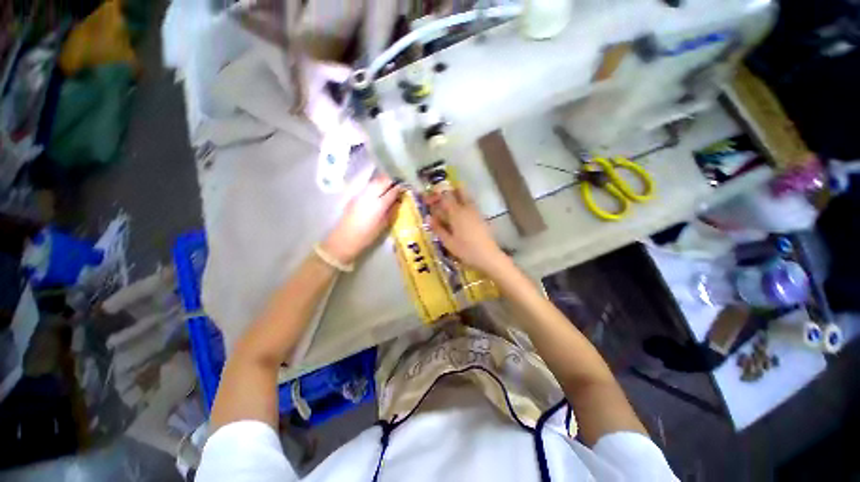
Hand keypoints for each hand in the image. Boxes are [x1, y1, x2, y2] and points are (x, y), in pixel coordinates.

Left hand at [323, 176, 401, 264]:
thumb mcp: (384, 225)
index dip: (400, 187)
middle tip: (398, 183)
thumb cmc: (367, 236)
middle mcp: (370, 196)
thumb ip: (392, 211)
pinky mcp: (354, 196)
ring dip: (383, 181)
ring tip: (389, 185)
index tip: (405, 187)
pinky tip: (378, 190)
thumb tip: (398, 201)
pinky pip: (368, 186)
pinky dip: (375, 185)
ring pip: (374, 181)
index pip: (392, 191)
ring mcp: (361, 194)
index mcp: (379, 205)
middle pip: (383, 181)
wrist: (345, 239)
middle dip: (391, 180)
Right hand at [425, 188, 507, 273]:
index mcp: (456, 213)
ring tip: (449, 207)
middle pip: (459, 191)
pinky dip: (464, 204)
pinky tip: (460, 215)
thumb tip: (428, 218)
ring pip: (466, 197)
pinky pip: (471, 205)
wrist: (488, 256)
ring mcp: (476, 212)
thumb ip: (438, 228)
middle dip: (450, 191)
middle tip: (441, 198)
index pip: (445, 197)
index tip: (429, 199)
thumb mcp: (448, 242)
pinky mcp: (481, 217)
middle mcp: (467, 208)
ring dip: (457, 197)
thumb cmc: (466, 250)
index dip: (436, 195)